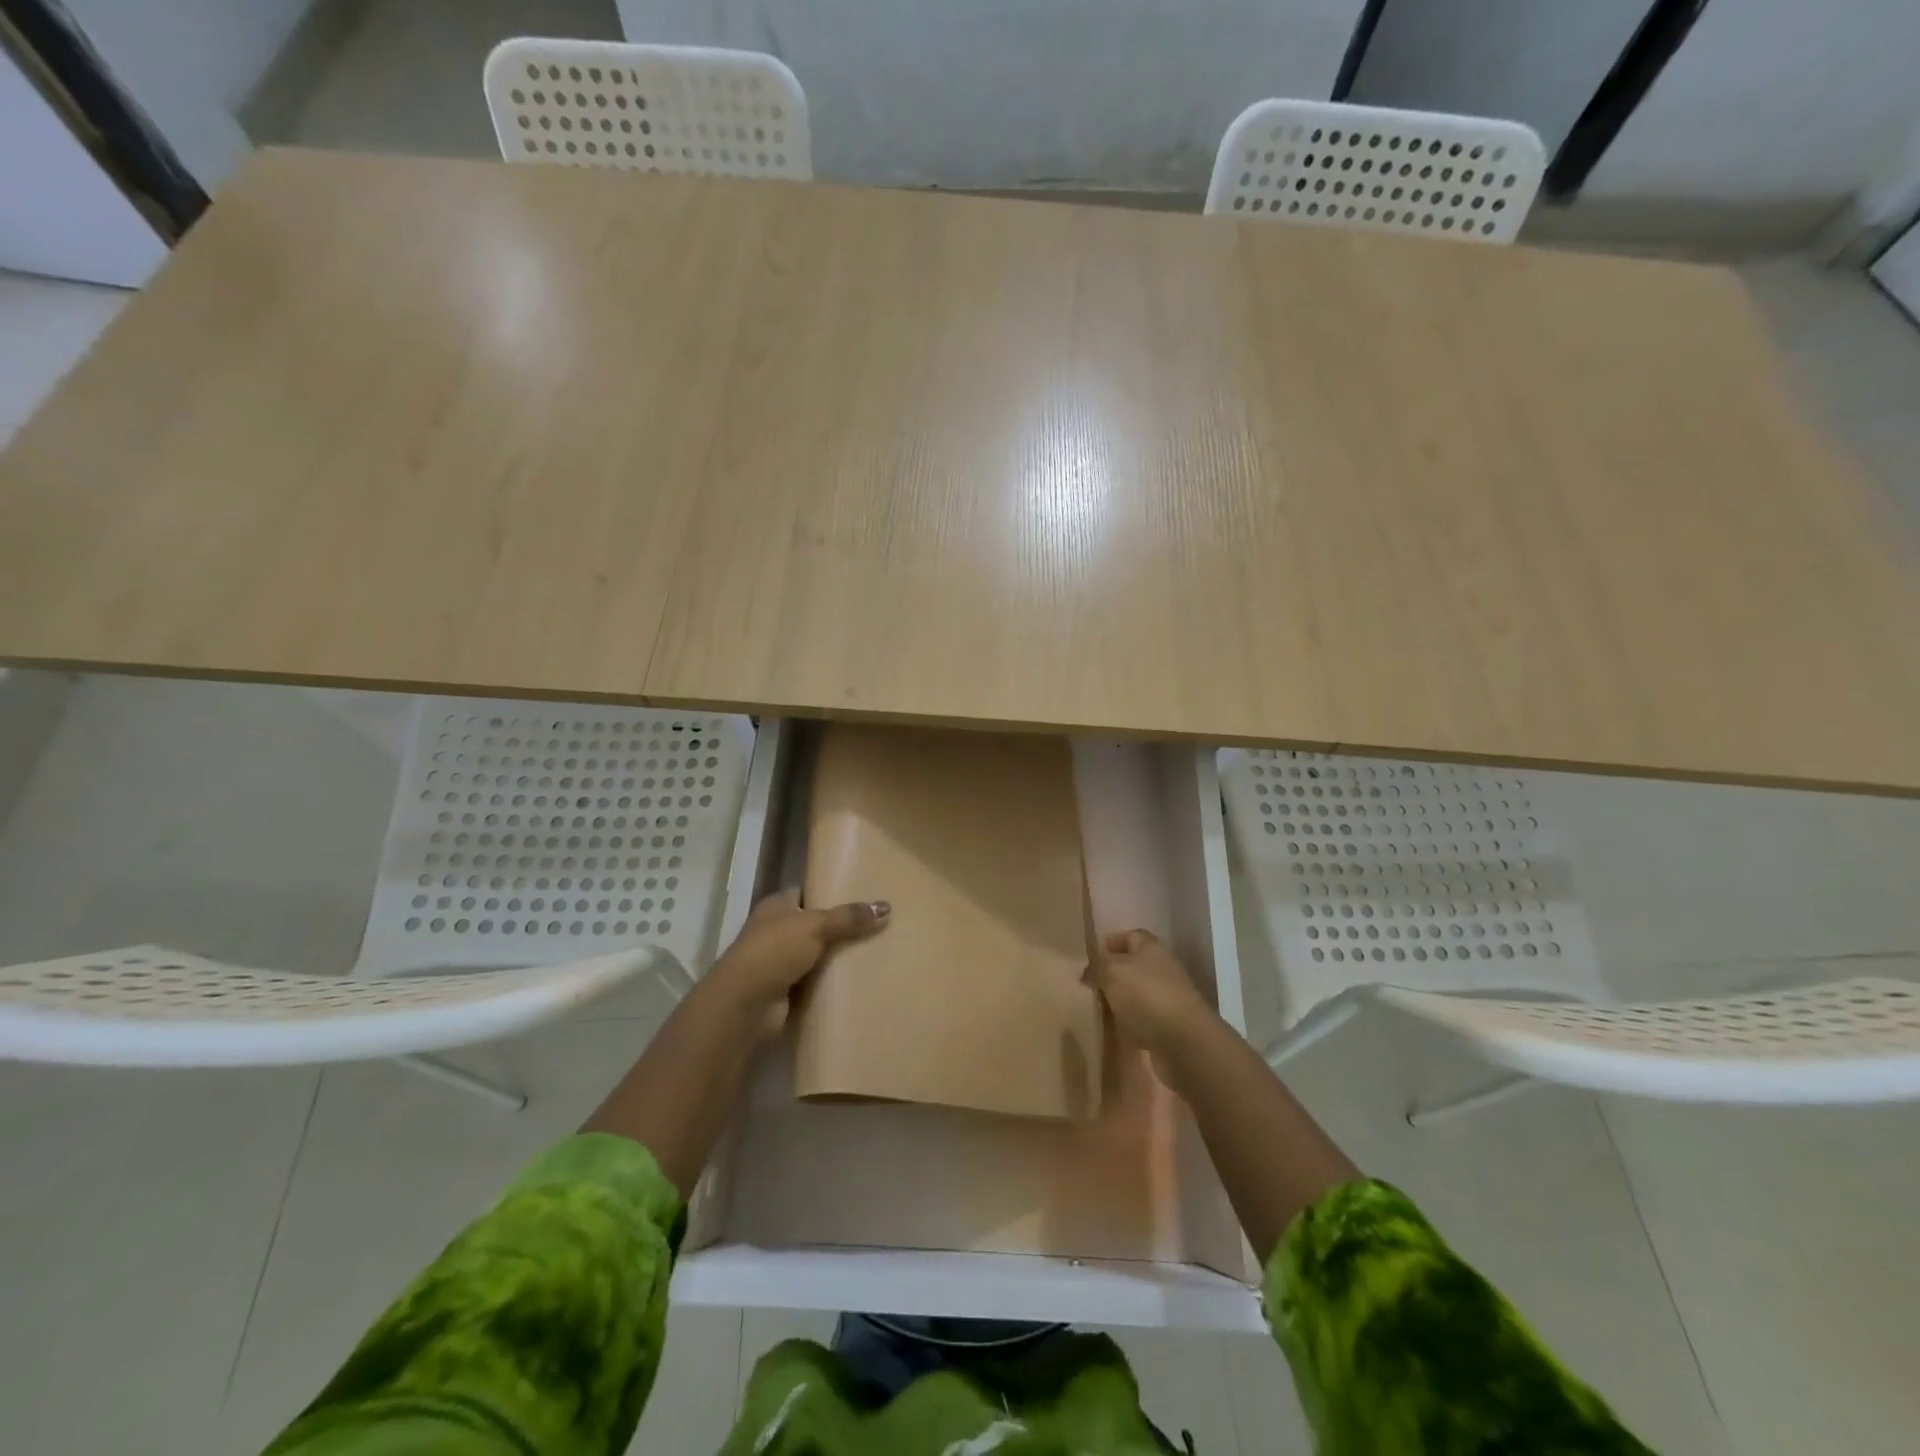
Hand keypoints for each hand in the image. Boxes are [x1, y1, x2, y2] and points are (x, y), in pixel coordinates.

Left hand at [709, 889, 889, 1006]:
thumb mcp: (815, 925)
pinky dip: (834, 981)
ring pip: (818, 954)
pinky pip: (818, 981)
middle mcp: (776, 930)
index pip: (807, 892)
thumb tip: (886, 907)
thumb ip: (849, 917)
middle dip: (842, 926)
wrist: (746, 1005)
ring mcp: (780, 962)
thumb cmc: (775, 951)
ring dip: (839, 956)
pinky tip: (862, 978)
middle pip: (816, 924)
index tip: (863, 894)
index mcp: (777, 906)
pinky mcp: (788, 991)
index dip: (831, 891)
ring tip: (878, 949)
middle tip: (878, 923)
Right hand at [1083, 928, 1212, 1054]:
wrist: (1184, 1042)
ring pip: (1140, 993)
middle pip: (1136, 965)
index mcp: (1152, 949)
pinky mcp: (1172, 1025)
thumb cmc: (1146, 996)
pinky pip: (1146, 1018)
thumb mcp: (1112, 972)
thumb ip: (1097, 966)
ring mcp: (1170, 998)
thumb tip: (1089, 970)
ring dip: (1123, 999)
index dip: (1113, 942)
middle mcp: (1164, 969)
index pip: (1132, 935)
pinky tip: (1119, 1030)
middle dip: (1114, 974)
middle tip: (1092, 985)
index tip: (1093, 955)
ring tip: (1101, 1008)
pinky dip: (1133, 1022)